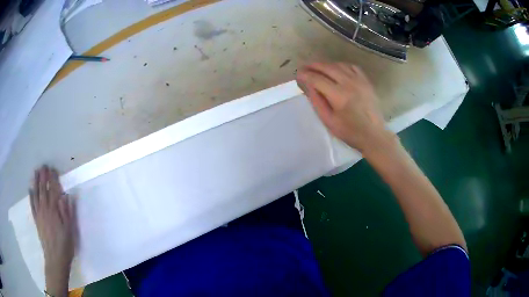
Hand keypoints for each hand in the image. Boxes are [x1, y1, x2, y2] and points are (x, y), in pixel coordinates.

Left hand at [30, 165, 75, 295]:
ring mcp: (39, 214)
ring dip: (35, 182)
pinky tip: (30, 189)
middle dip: (43, 176)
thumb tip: (66, 195)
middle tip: (43, 166)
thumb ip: (67, 212)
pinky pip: (32, 205)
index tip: (53, 169)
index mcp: (54, 210)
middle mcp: (45, 209)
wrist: (55, 258)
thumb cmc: (65, 245)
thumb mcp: (70, 230)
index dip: (53, 179)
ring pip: (36, 194)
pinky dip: (31, 195)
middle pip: (43, 189)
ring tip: (35, 172)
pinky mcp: (36, 220)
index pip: (53, 190)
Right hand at [296, 62, 393, 153]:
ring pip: (339, 65)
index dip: (305, 75)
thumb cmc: (350, 132)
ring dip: (326, 64)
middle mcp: (349, 83)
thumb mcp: (329, 121)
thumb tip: (309, 86)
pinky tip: (336, 69)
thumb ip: (317, 102)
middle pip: (327, 68)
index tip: (298, 74)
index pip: (317, 79)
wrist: (374, 135)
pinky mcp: (366, 81)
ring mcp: (359, 80)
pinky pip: (352, 67)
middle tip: (305, 67)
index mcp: (339, 95)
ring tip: (318, 68)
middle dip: (313, 66)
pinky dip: (341, 65)